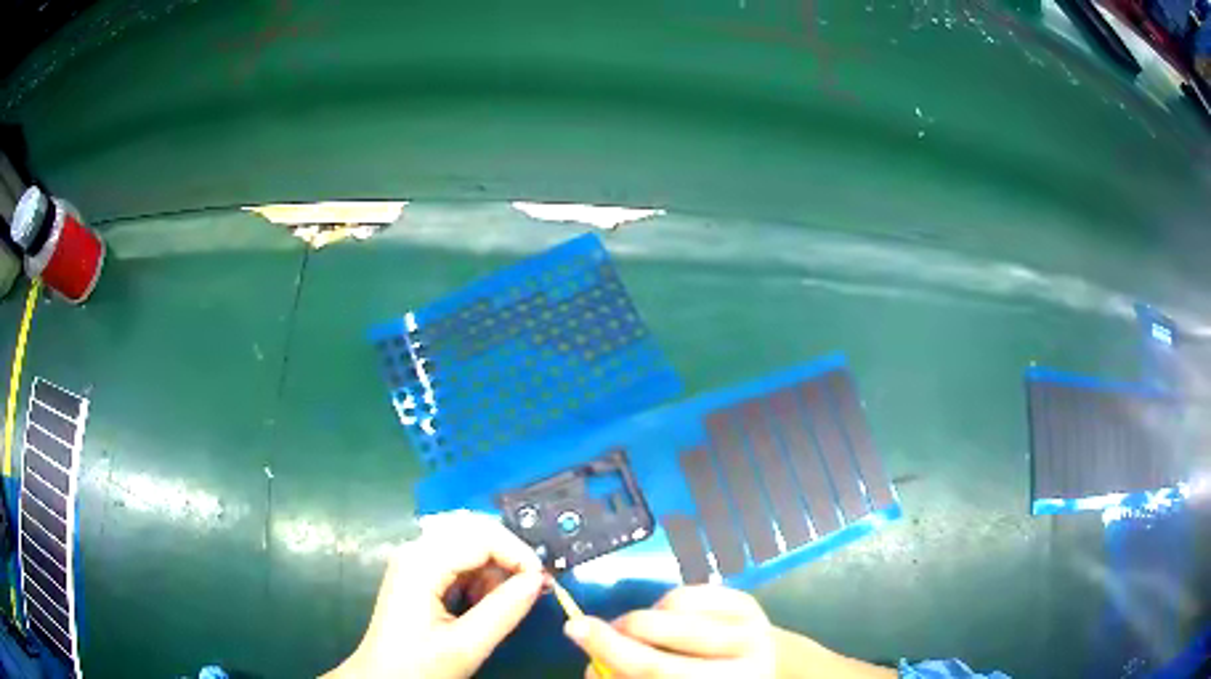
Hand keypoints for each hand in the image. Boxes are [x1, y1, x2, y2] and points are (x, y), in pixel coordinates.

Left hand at [323, 510, 544, 678]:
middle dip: (508, 560)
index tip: (543, 583)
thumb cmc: (418, 665)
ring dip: (494, 572)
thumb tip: (540, 580)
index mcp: (422, 562)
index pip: (483, 536)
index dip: (519, 554)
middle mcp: (417, 550)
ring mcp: (416, 560)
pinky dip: (479, 580)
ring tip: (499, 608)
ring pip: (470, 546)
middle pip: (476, 533)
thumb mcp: (466, 645)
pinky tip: (480, 606)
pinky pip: (459, 562)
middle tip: (530, 593)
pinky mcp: (419, 573)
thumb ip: (505, 611)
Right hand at [563, 585, 776, 678]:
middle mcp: (745, 654)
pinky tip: (667, 623)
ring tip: (639, 635)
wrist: (754, 671)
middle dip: (614, 630)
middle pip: (658, 632)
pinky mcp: (748, 602)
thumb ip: (630, 676)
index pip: (654, 669)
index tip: (573, 629)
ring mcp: (751, 624)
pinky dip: (664, 605)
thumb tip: (592, 660)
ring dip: (640, 619)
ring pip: (670, 606)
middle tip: (587, 629)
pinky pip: (687, 591)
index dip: (609, 650)